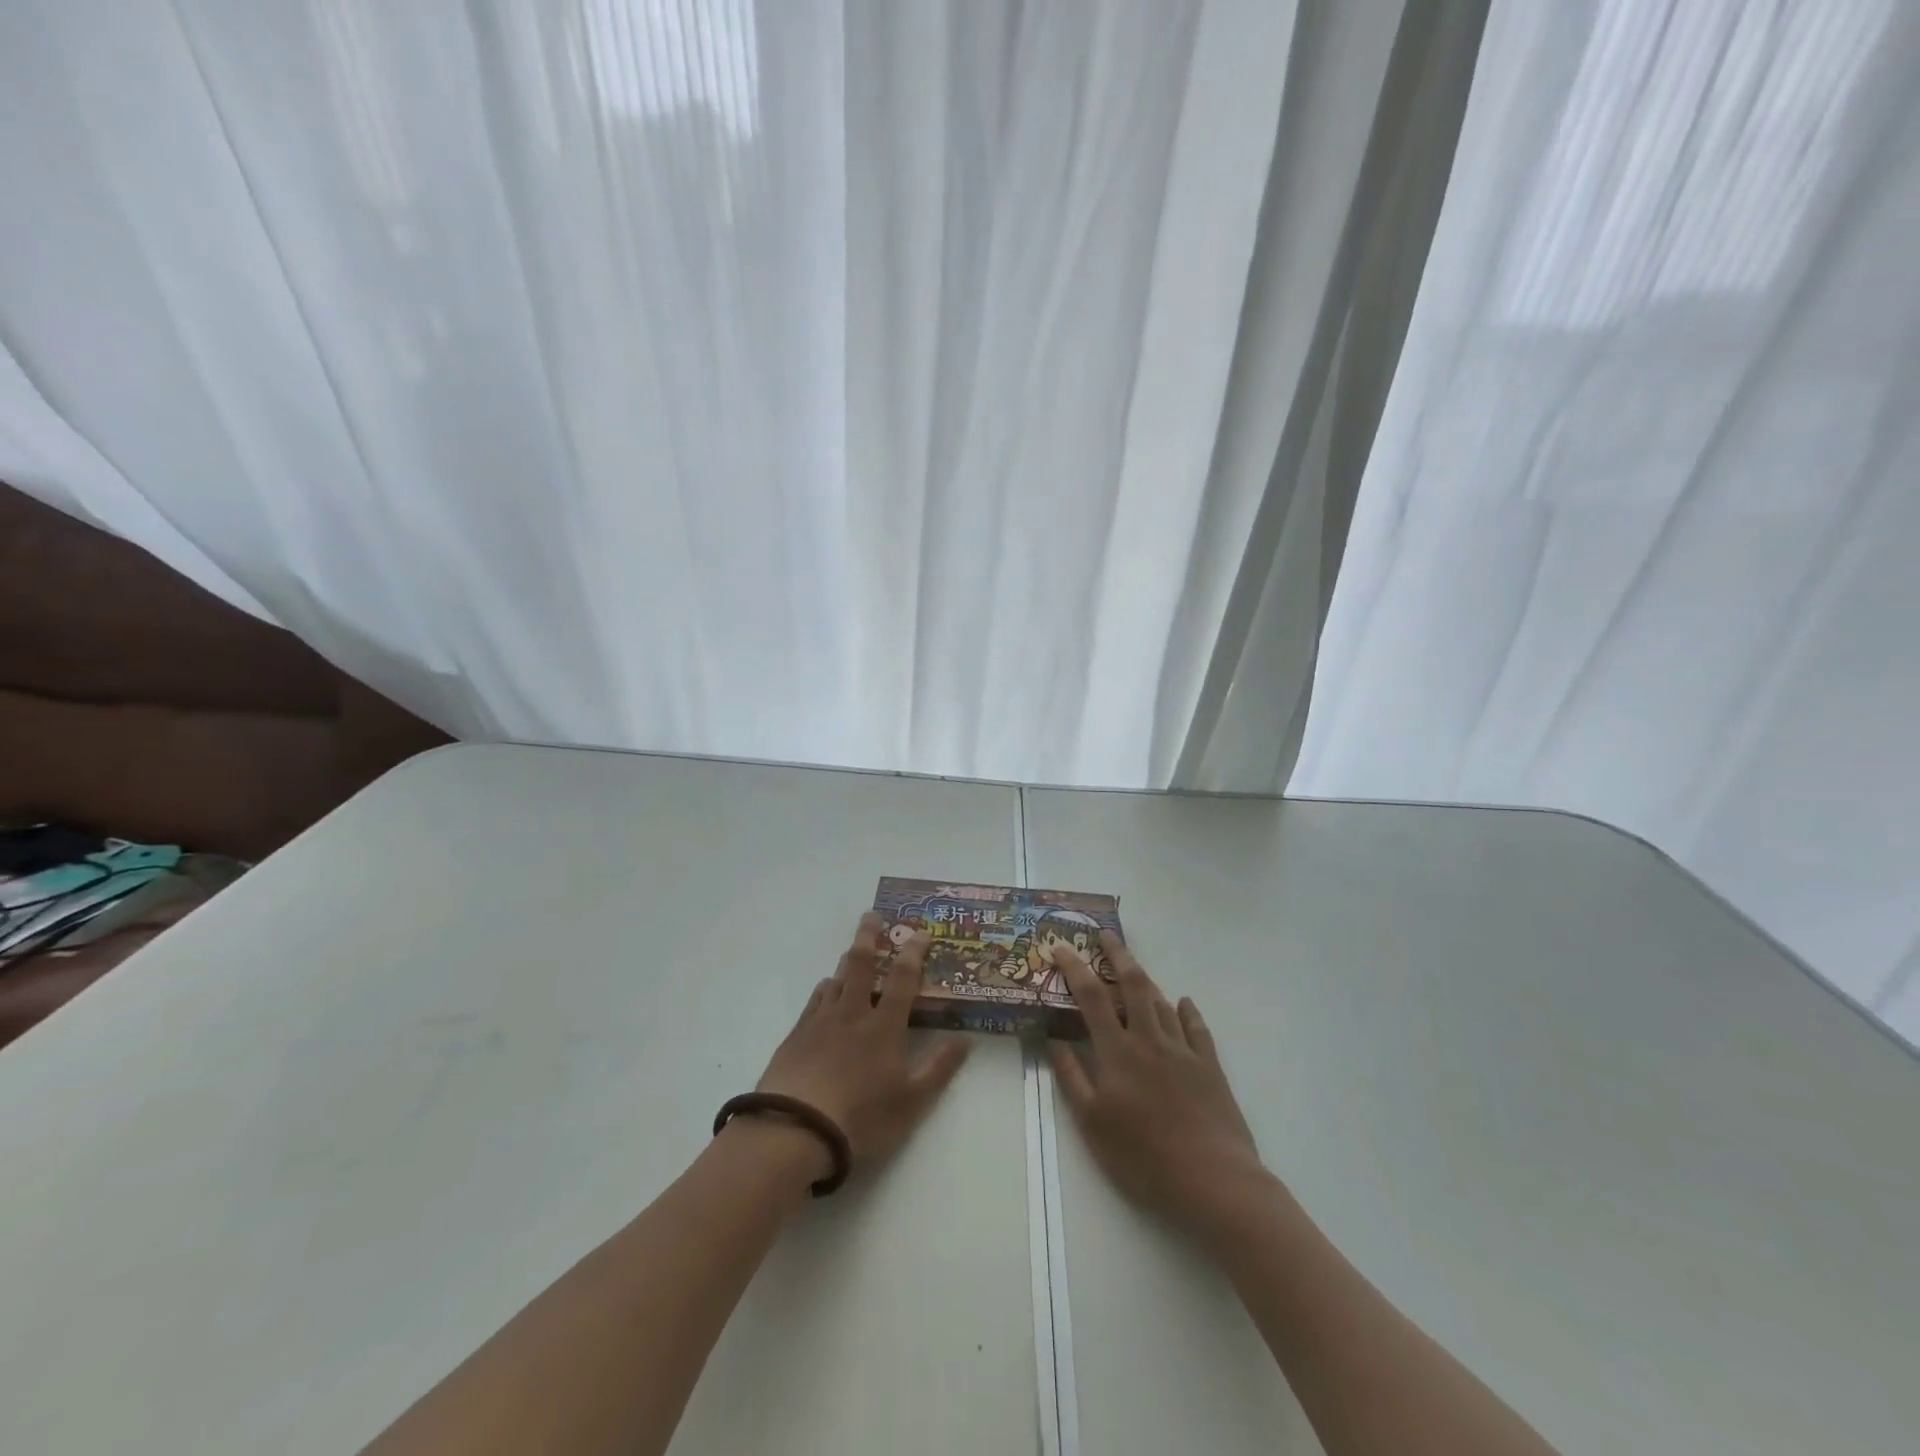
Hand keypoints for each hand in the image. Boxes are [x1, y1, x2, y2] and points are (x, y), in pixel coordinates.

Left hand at [752, 913, 970, 1179]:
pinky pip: (814, 1000)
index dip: (913, 953)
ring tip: (854, 949)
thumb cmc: (861, 1117)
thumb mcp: (911, 1102)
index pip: (903, 979)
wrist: (795, 1130)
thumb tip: (967, 1038)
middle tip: (872, 915)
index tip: (920, 932)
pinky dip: (824, 987)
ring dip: (848, 960)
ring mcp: (821, 1021)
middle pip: (862, 965)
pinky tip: (825, 988)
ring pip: (837, 979)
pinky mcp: (796, 1035)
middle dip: (870, 937)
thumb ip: (939, 1068)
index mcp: (884, 1026)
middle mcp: (853, 1013)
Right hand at [1050, 932, 1268, 1245]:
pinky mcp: (1210, 1067)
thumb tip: (1053, 1039)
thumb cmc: (1143, 1156)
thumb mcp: (1093, 1123)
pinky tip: (1185, 1002)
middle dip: (1117, 954)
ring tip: (1134, 969)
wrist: (1213, 1180)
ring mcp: (1184, 1051)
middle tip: (1106, 934)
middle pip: (1133, 984)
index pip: (1091, 996)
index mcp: (1118, 1052)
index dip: (1074, 967)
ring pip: (1162, 1002)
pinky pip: (1197, 1028)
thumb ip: (1071, 1077)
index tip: (1061, 947)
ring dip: (1146, 981)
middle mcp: (1150, 1040)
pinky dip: (1188, 1011)